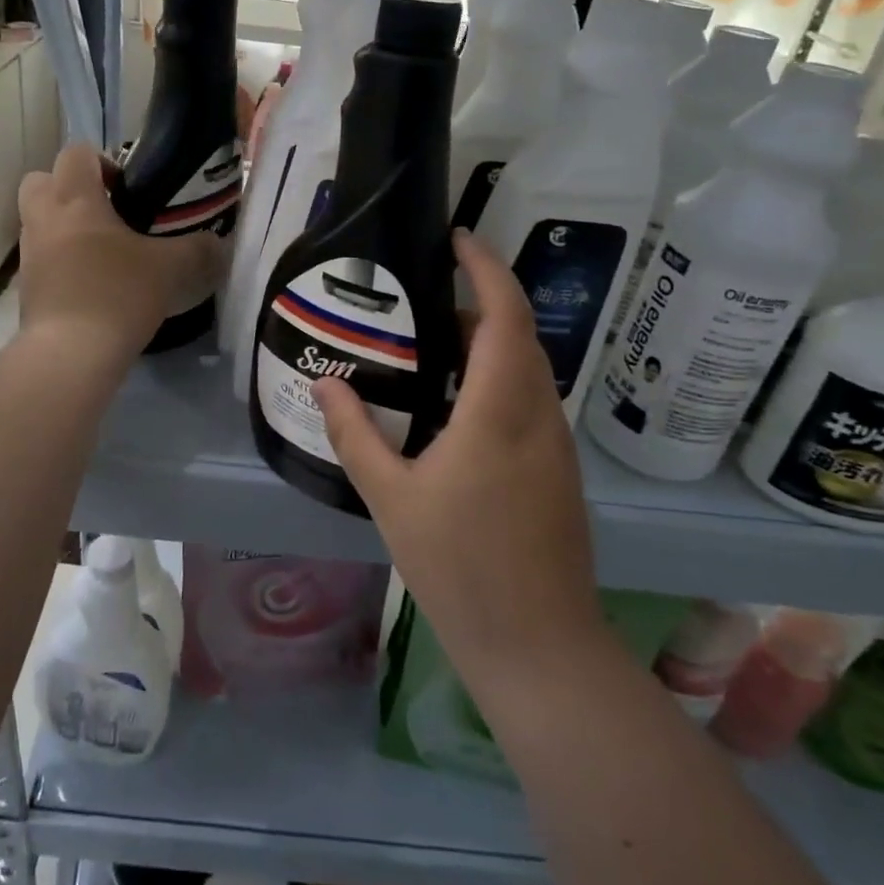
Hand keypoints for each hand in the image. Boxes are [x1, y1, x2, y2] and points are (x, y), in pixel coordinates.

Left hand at [16, 144, 225, 362]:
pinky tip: (94, 285)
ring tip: (104, 253)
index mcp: (75, 199)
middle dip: (68, 188)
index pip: (76, 153)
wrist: (71, 354)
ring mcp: (30, 255)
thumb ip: (198, 250)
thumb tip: (219, 244)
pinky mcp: (27, 289)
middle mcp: (43, 219)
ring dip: (64, 227)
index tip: (127, 187)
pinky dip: (62, 263)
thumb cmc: (118, 294)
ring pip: (38, 222)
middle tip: (106, 212)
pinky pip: (42, 260)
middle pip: (40, 180)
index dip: (102, 161)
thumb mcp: (171, 269)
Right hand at [312, 230, 609, 699]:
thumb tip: (325, 384)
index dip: (486, 268)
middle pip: (519, 335)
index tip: (457, 239)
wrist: (538, 645)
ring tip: (432, 346)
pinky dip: (497, 379)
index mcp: (499, 411)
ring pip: (528, 369)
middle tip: (423, 298)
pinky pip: (530, 401)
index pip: (504, 315)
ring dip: (488, 343)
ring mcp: (556, 445)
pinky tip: (456, 407)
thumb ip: (355, 434)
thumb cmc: (459, 567)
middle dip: (479, 302)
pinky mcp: (559, 471)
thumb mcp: (391, 498)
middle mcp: (539, 416)